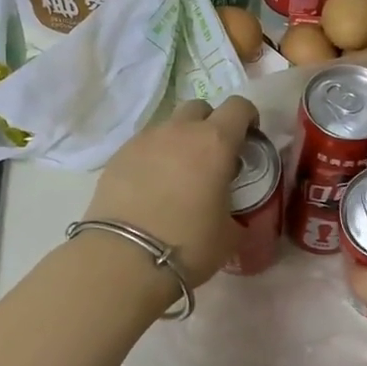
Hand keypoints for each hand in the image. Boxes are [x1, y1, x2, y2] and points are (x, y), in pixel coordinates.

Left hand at [82, 96, 257, 287]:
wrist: (124, 257)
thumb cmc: (188, 244)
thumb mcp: (229, 235)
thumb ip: (237, 214)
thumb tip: (233, 217)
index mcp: (215, 142)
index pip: (238, 107)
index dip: (248, 118)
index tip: (249, 139)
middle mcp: (179, 131)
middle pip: (200, 108)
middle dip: (210, 124)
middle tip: (213, 157)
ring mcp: (144, 140)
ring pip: (169, 126)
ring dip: (180, 142)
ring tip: (178, 176)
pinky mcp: (117, 156)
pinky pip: (144, 146)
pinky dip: (153, 158)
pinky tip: (151, 188)